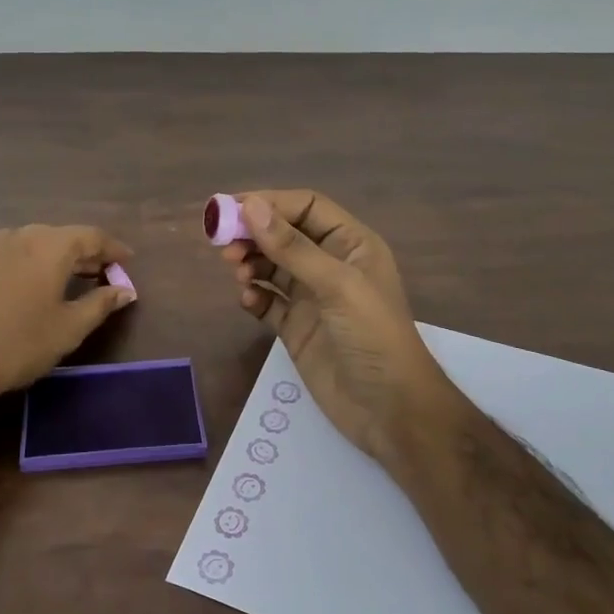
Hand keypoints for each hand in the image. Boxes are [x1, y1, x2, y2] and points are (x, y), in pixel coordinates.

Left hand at [0, 220, 136, 415]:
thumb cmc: (18, 346)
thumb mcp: (69, 329)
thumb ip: (101, 304)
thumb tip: (125, 290)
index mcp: (52, 247)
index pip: (92, 236)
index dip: (113, 249)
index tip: (126, 262)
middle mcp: (20, 235)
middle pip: (59, 236)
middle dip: (82, 252)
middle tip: (98, 274)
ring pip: (24, 238)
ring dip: (45, 251)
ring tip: (56, 273)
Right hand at [220, 191, 465, 484]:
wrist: (389, 410)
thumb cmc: (372, 337)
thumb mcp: (336, 285)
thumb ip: (292, 247)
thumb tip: (250, 205)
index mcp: (351, 244)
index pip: (306, 207)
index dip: (270, 203)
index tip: (231, 209)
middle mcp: (331, 265)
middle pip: (284, 235)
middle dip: (254, 235)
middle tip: (224, 246)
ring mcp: (313, 298)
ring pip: (272, 267)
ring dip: (251, 264)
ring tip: (238, 274)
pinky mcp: (297, 328)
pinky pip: (268, 302)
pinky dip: (253, 296)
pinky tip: (247, 301)